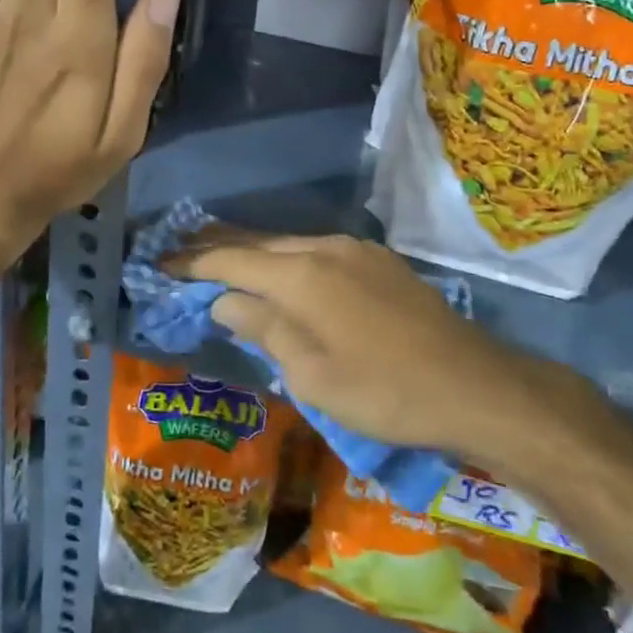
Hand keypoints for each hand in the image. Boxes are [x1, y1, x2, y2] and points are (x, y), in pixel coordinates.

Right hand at [171, 233, 564, 457]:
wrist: (473, 384)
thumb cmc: (383, 391)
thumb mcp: (311, 374)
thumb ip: (263, 328)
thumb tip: (224, 300)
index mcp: (299, 275)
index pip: (229, 259)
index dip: (191, 262)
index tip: (159, 264)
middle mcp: (322, 247)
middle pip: (256, 241)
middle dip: (216, 246)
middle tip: (179, 250)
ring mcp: (354, 249)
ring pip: (287, 242)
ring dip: (252, 249)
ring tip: (221, 254)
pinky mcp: (377, 259)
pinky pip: (316, 250)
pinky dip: (286, 257)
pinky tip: (281, 270)